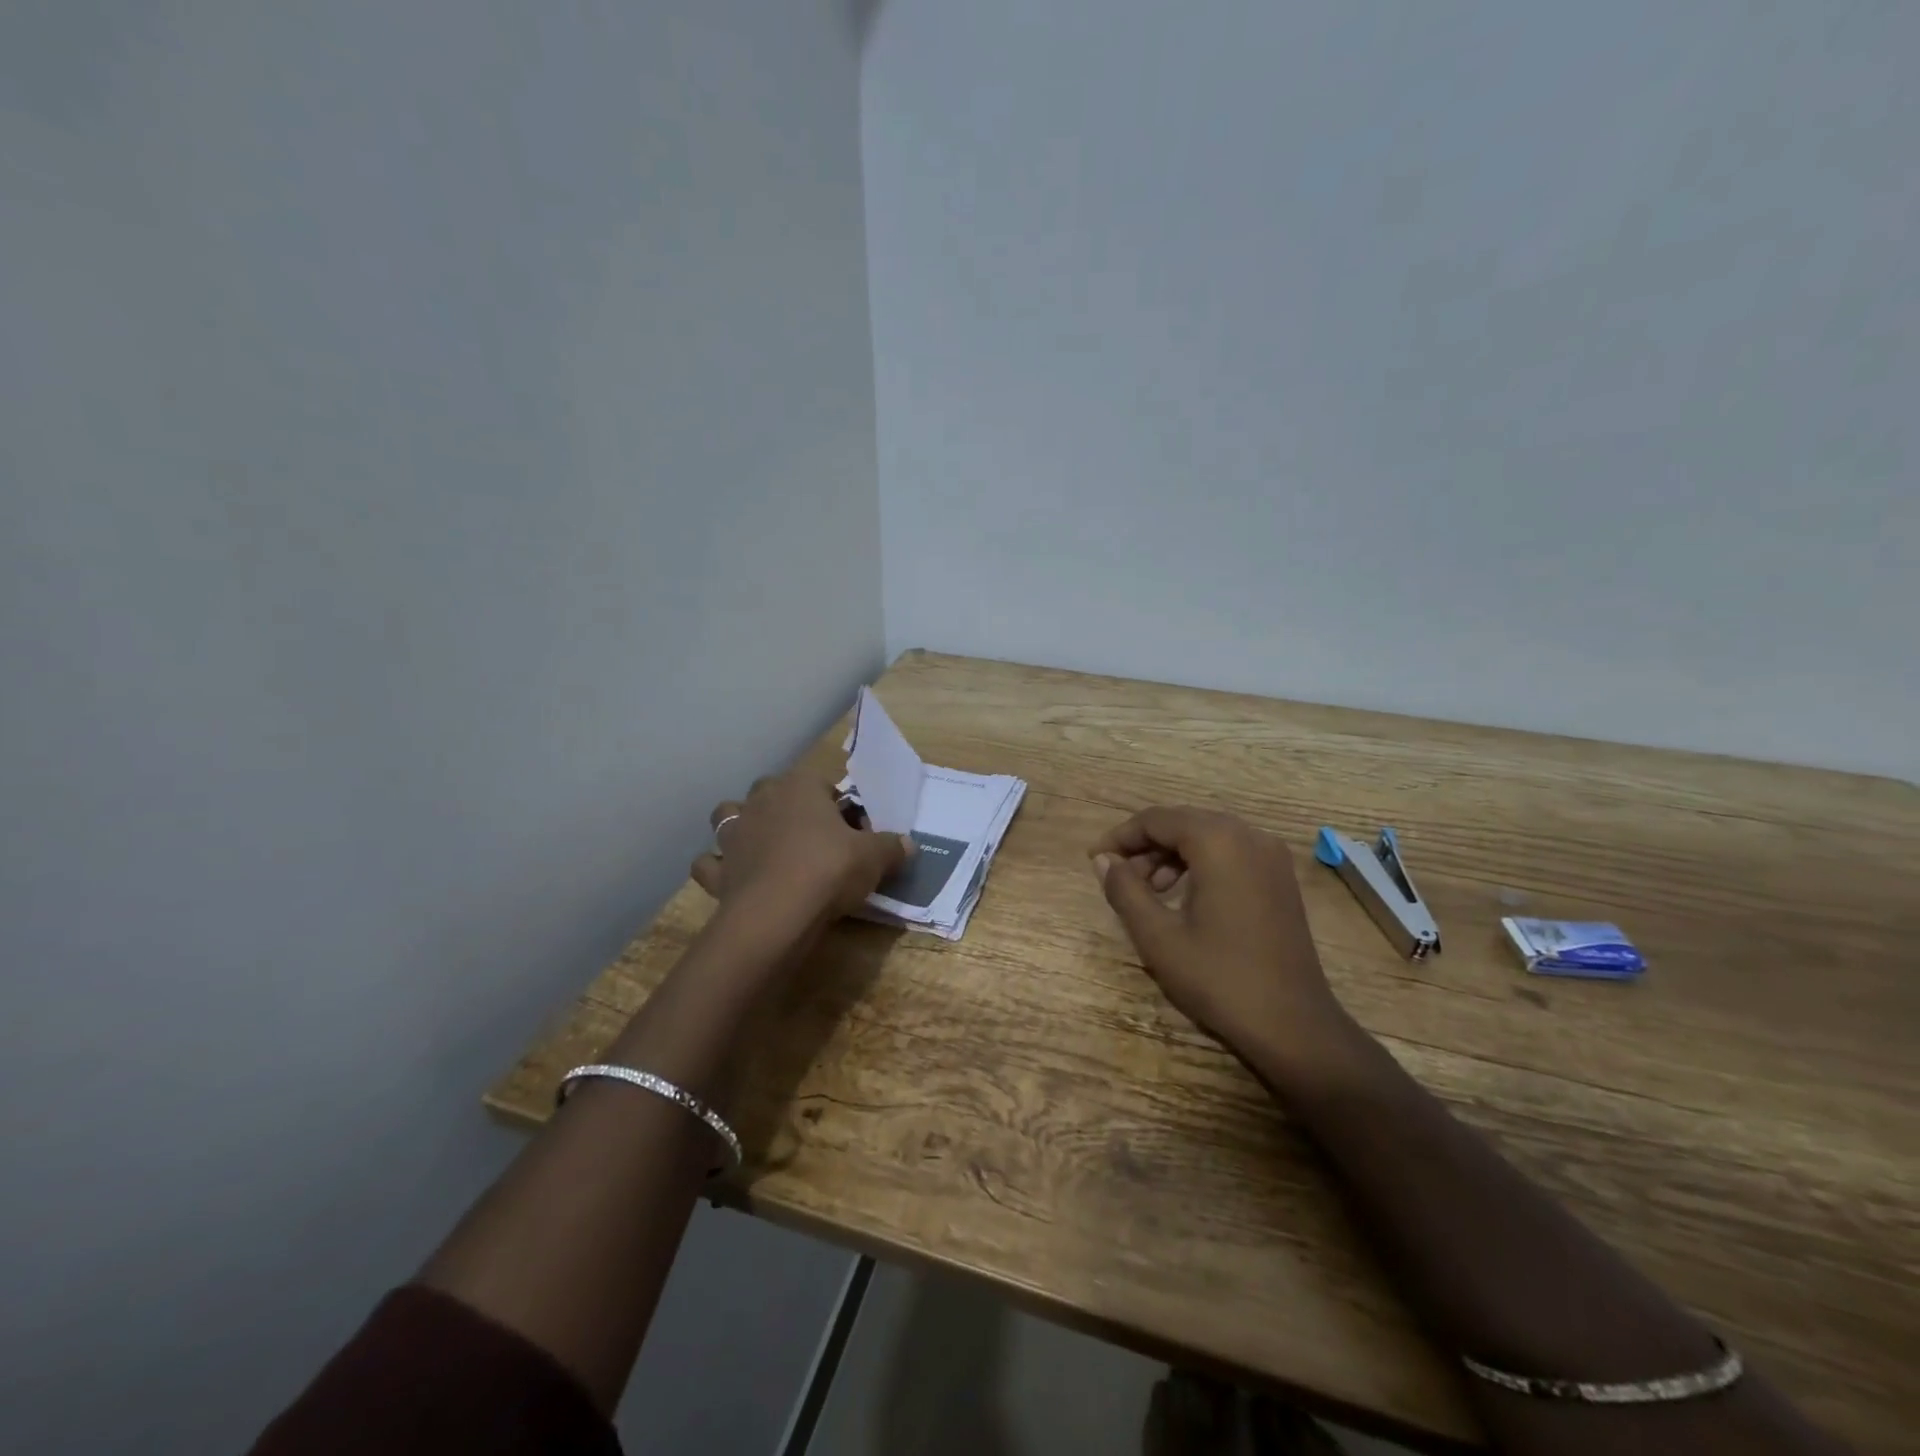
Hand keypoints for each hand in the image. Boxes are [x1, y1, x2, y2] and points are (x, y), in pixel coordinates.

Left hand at [692, 770, 913, 934]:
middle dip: (788, 806)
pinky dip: (719, 867)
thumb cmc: (829, 869)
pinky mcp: (718, 869)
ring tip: (765, 847)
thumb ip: (892, 847)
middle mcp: (762, 800)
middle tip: (814, 837)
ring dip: (743, 826)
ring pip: (729, 814)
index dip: (841, 807)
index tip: (855, 832)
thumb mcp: (874, 857)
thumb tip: (909, 845)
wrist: (777, 914)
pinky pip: (710, 863)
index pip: (824, 784)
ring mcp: (734, 833)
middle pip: (774, 791)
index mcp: (801, 786)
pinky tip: (734, 877)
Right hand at [1092, 806, 1357, 1077]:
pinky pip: (1230, 852)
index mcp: (1219, 842)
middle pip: (1183, 822)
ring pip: (1207, 836)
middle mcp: (1249, 836)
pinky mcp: (1280, 878)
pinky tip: (1183, 896)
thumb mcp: (1159, 937)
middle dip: (1145, 845)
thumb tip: (1103, 860)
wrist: (1293, 1025)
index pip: (1156, 819)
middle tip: (1118, 878)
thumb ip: (1125, 890)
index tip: (1095, 860)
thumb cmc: (1220, 979)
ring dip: (1171, 854)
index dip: (1121, 837)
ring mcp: (1271, 856)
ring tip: (1148, 891)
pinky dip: (1200, 863)